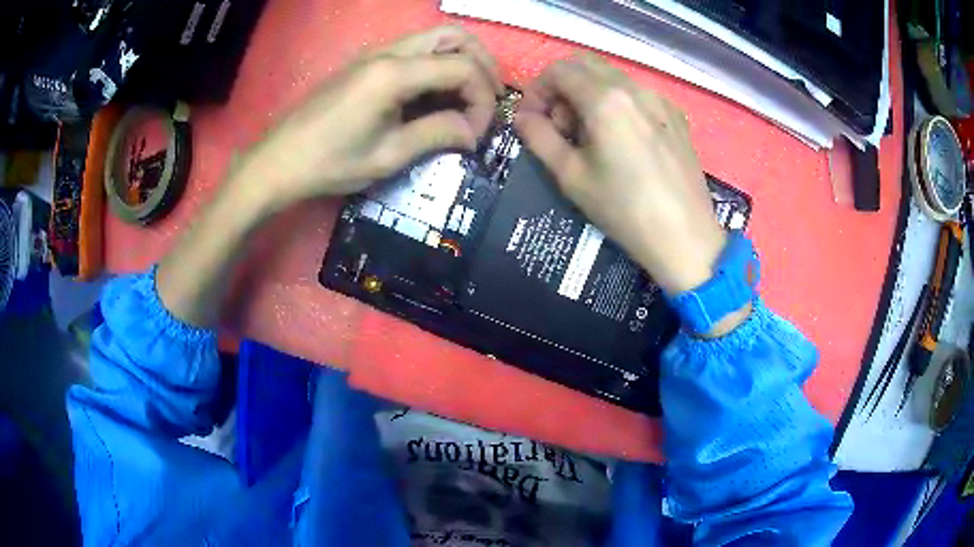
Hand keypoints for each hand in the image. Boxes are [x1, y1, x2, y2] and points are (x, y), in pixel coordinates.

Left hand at [232, 25, 502, 214]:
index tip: (478, 132)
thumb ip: (438, 134)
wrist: (279, 161)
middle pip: (454, 36)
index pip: (462, 68)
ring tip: (470, 94)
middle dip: (482, 64)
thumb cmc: (330, 163)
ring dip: (461, 59)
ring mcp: (375, 53)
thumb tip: (474, 132)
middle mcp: (388, 51)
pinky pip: (415, 49)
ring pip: (436, 37)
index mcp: (394, 73)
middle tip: (489, 98)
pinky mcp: (366, 62)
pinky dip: (438, 63)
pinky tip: (438, 92)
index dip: (482, 98)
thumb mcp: (388, 156)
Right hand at [515, 55, 725, 295]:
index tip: (533, 119)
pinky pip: (636, 93)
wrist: (686, 237)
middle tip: (560, 125)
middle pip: (585, 64)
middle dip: (562, 87)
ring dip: (589, 93)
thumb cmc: (624, 210)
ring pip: (612, 77)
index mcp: (605, 99)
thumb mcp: (571, 177)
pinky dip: (617, 103)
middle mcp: (634, 87)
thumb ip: (539, 137)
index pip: (558, 70)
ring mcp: (660, 99)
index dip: (537, 90)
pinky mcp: (676, 115)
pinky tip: (622, 140)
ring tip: (590, 136)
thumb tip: (522, 116)